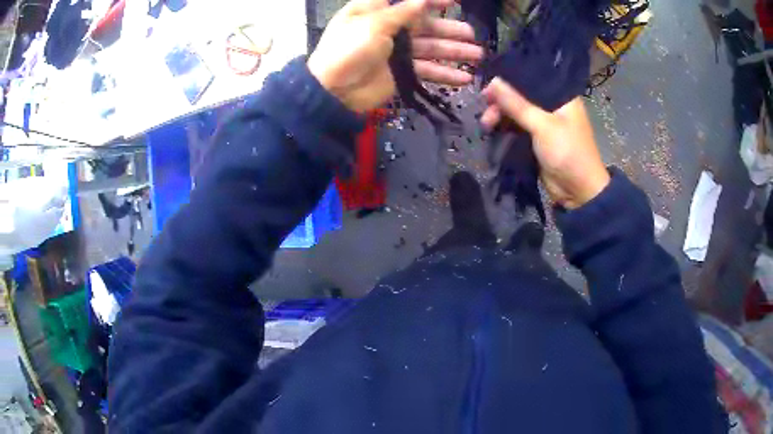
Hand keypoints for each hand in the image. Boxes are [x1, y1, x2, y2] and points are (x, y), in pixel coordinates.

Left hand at [308, 0, 483, 112]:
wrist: (334, 91)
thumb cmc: (348, 49)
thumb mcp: (373, 23)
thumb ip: (401, 12)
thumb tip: (423, 0)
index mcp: (377, 11)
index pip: (409, 1)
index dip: (432, 0)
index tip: (455, 1)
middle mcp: (389, 28)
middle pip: (425, 25)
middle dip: (449, 29)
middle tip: (471, 35)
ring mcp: (396, 51)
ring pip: (430, 48)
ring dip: (453, 51)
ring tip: (477, 55)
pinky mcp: (400, 73)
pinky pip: (426, 70)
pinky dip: (445, 74)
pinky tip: (464, 78)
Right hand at [481, 78, 609, 208]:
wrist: (578, 191)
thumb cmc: (567, 152)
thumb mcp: (542, 125)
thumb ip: (517, 104)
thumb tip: (492, 81)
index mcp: (562, 96)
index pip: (533, 76)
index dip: (510, 76)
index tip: (489, 80)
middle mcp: (553, 105)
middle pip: (522, 94)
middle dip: (502, 100)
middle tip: (484, 105)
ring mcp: (545, 122)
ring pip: (517, 111)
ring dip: (501, 115)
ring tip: (486, 124)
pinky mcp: (537, 138)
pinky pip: (517, 126)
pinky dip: (505, 126)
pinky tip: (492, 128)